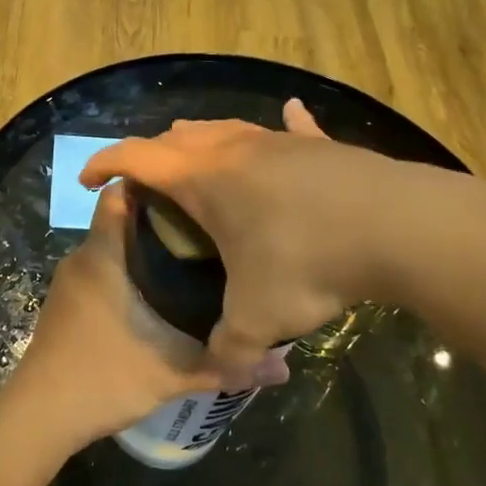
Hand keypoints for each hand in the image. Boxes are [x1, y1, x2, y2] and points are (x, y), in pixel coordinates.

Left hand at [7, 183, 288, 448]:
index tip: (194, 192)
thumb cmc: (103, 377)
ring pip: (112, 251)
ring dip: (144, 253)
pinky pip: (101, 274)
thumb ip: (226, 365)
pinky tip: (157, 301)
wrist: (39, 416)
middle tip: (209, 231)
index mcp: (102, 255)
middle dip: (162, 222)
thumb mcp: (172, 372)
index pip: (120, 193)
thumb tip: (284, 368)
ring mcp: (69, 283)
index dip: (154, 185)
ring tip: (191, 263)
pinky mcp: (65, 306)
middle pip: (122, 222)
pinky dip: (127, 277)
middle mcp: (81, 258)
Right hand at [79, 99, 399, 389]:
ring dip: (204, 143)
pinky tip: (290, 115)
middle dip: (154, 157)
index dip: (103, 164)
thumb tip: (225, 370)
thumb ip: (231, 349)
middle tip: (151, 190)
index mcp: (204, 178)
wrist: (397, 228)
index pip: (135, 157)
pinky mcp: (321, 146)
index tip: (88, 181)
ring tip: (201, 166)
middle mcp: (234, 149)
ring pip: (227, 129)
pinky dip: (283, 127)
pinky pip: (293, 129)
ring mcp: (280, 141)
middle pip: (178, 137)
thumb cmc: (309, 262)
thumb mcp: (260, 317)